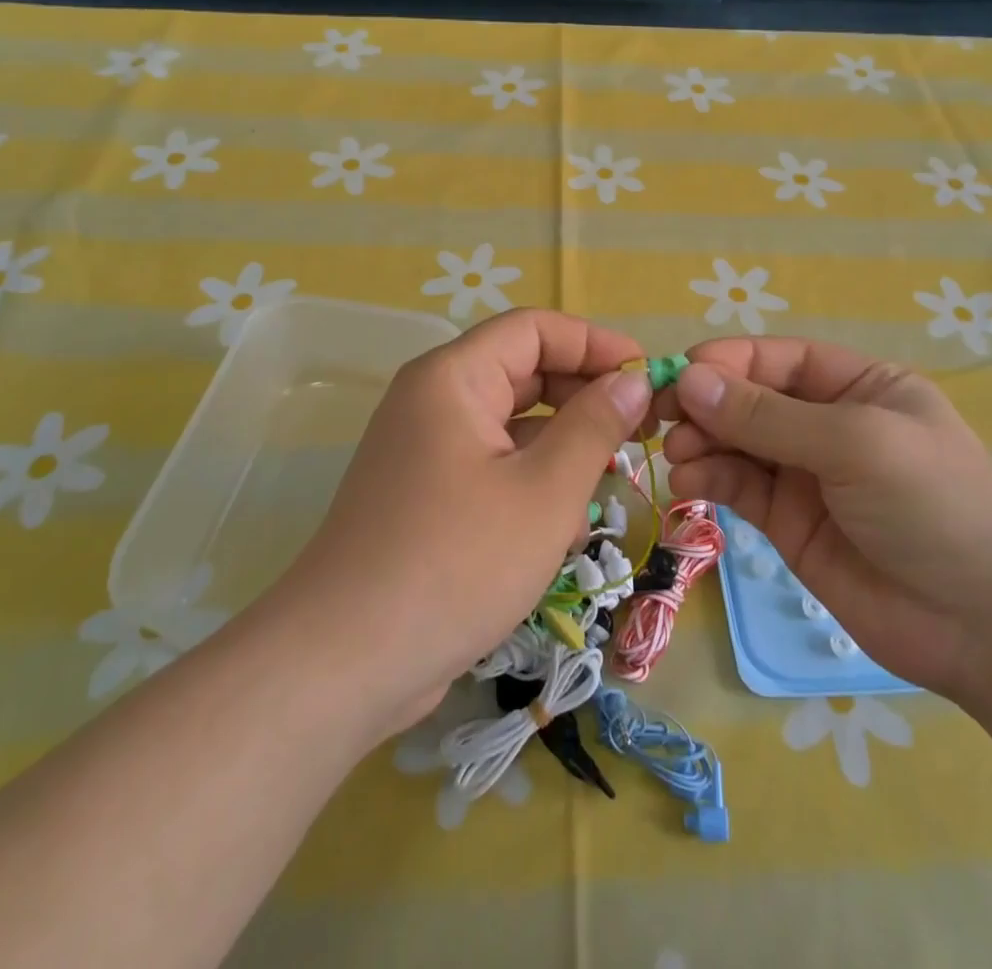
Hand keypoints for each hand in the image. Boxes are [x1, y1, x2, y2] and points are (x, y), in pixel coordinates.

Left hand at [266, 309, 651, 738]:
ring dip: (561, 447)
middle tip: (639, 433)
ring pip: (511, 424)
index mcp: (453, 377)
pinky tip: (560, 531)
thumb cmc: (456, 563)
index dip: (595, 344)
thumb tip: (632, 382)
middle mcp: (433, 400)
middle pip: (522, 372)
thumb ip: (595, 427)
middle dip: (583, 398)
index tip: (647, 378)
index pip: (534, 328)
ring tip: (604, 486)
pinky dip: (530, 482)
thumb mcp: (545, 493)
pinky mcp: (424, 495)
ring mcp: (424, 449)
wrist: (344, 663)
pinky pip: (491, 465)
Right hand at [661, 338, 991, 702]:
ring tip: (678, 453)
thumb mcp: (854, 442)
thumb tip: (689, 379)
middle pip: (750, 399)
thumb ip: (767, 415)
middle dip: (706, 403)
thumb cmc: (934, 505)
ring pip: (736, 442)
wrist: (986, 625)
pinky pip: (738, 487)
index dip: (727, 361)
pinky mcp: (788, 523)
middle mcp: (827, 423)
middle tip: (661, 416)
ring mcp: (806, 475)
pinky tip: (689, 480)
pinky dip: (709, 478)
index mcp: (858, 385)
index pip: (778, 359)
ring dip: (701, 441)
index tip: (679, 374)